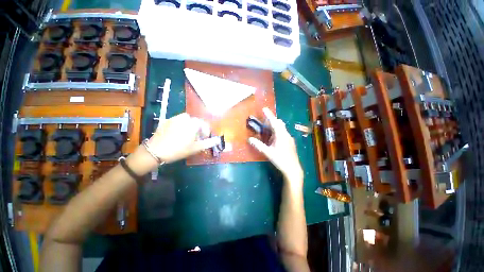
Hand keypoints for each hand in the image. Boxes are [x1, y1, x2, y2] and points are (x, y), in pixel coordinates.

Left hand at [148, 113, 219, 162]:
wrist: (155, 151)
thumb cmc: (179, 150)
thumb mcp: (196, 148)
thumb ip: (208, 143)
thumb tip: (218, 140)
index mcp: (193, 124)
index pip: (204, 124)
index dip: (206, 132)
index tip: (204, 139)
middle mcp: (185, 118)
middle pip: (196, 121)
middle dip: (198, 128)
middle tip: (195, 138)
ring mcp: (174, 118)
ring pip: (186, 119)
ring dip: (190, 125)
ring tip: (187, 134)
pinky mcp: (166, 120)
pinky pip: (178, 120)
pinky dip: (181, 125)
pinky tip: (177, 133)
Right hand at [248, 108, 303, 184]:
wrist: (293, 169)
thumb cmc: (280, 160)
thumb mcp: (268, 152)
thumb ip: (258, 145)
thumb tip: (249, 139)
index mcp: (281, 135)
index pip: (274, 122)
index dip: (269, 115)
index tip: (264, 109)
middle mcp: (286, 134)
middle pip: (279, 123)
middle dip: (272, 120)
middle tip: (263, 122)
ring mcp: (289, 138)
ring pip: (281, 128)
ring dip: (274, 127)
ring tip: (267, 131)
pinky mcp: (290, 142)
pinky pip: (283, 133)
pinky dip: (277, 132)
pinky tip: (273, 139)